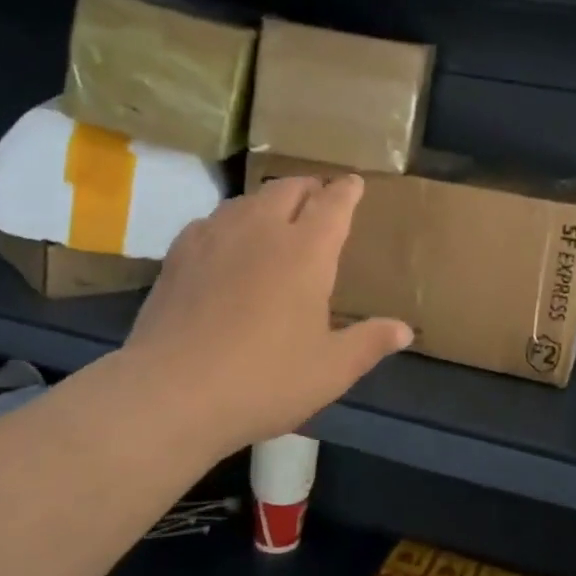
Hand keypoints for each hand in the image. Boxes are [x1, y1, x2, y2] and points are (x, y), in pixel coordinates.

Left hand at [112, 175, 411, 458]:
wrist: (172, 393)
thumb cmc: (264, 380)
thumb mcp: (330, 370)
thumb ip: (369, 343)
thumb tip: (404, 330)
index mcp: (306, 251)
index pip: (333, 204)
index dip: (347, 190)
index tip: (353, 183)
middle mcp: (262, 230)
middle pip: (288, 188)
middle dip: (309, 187)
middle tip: (318, 197)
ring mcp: (215, 237)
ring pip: (247, 199)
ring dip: (269, 200)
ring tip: (276, 215)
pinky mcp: (178, 254)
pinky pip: (212, 220)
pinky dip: (230, 221)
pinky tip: (226, 242)